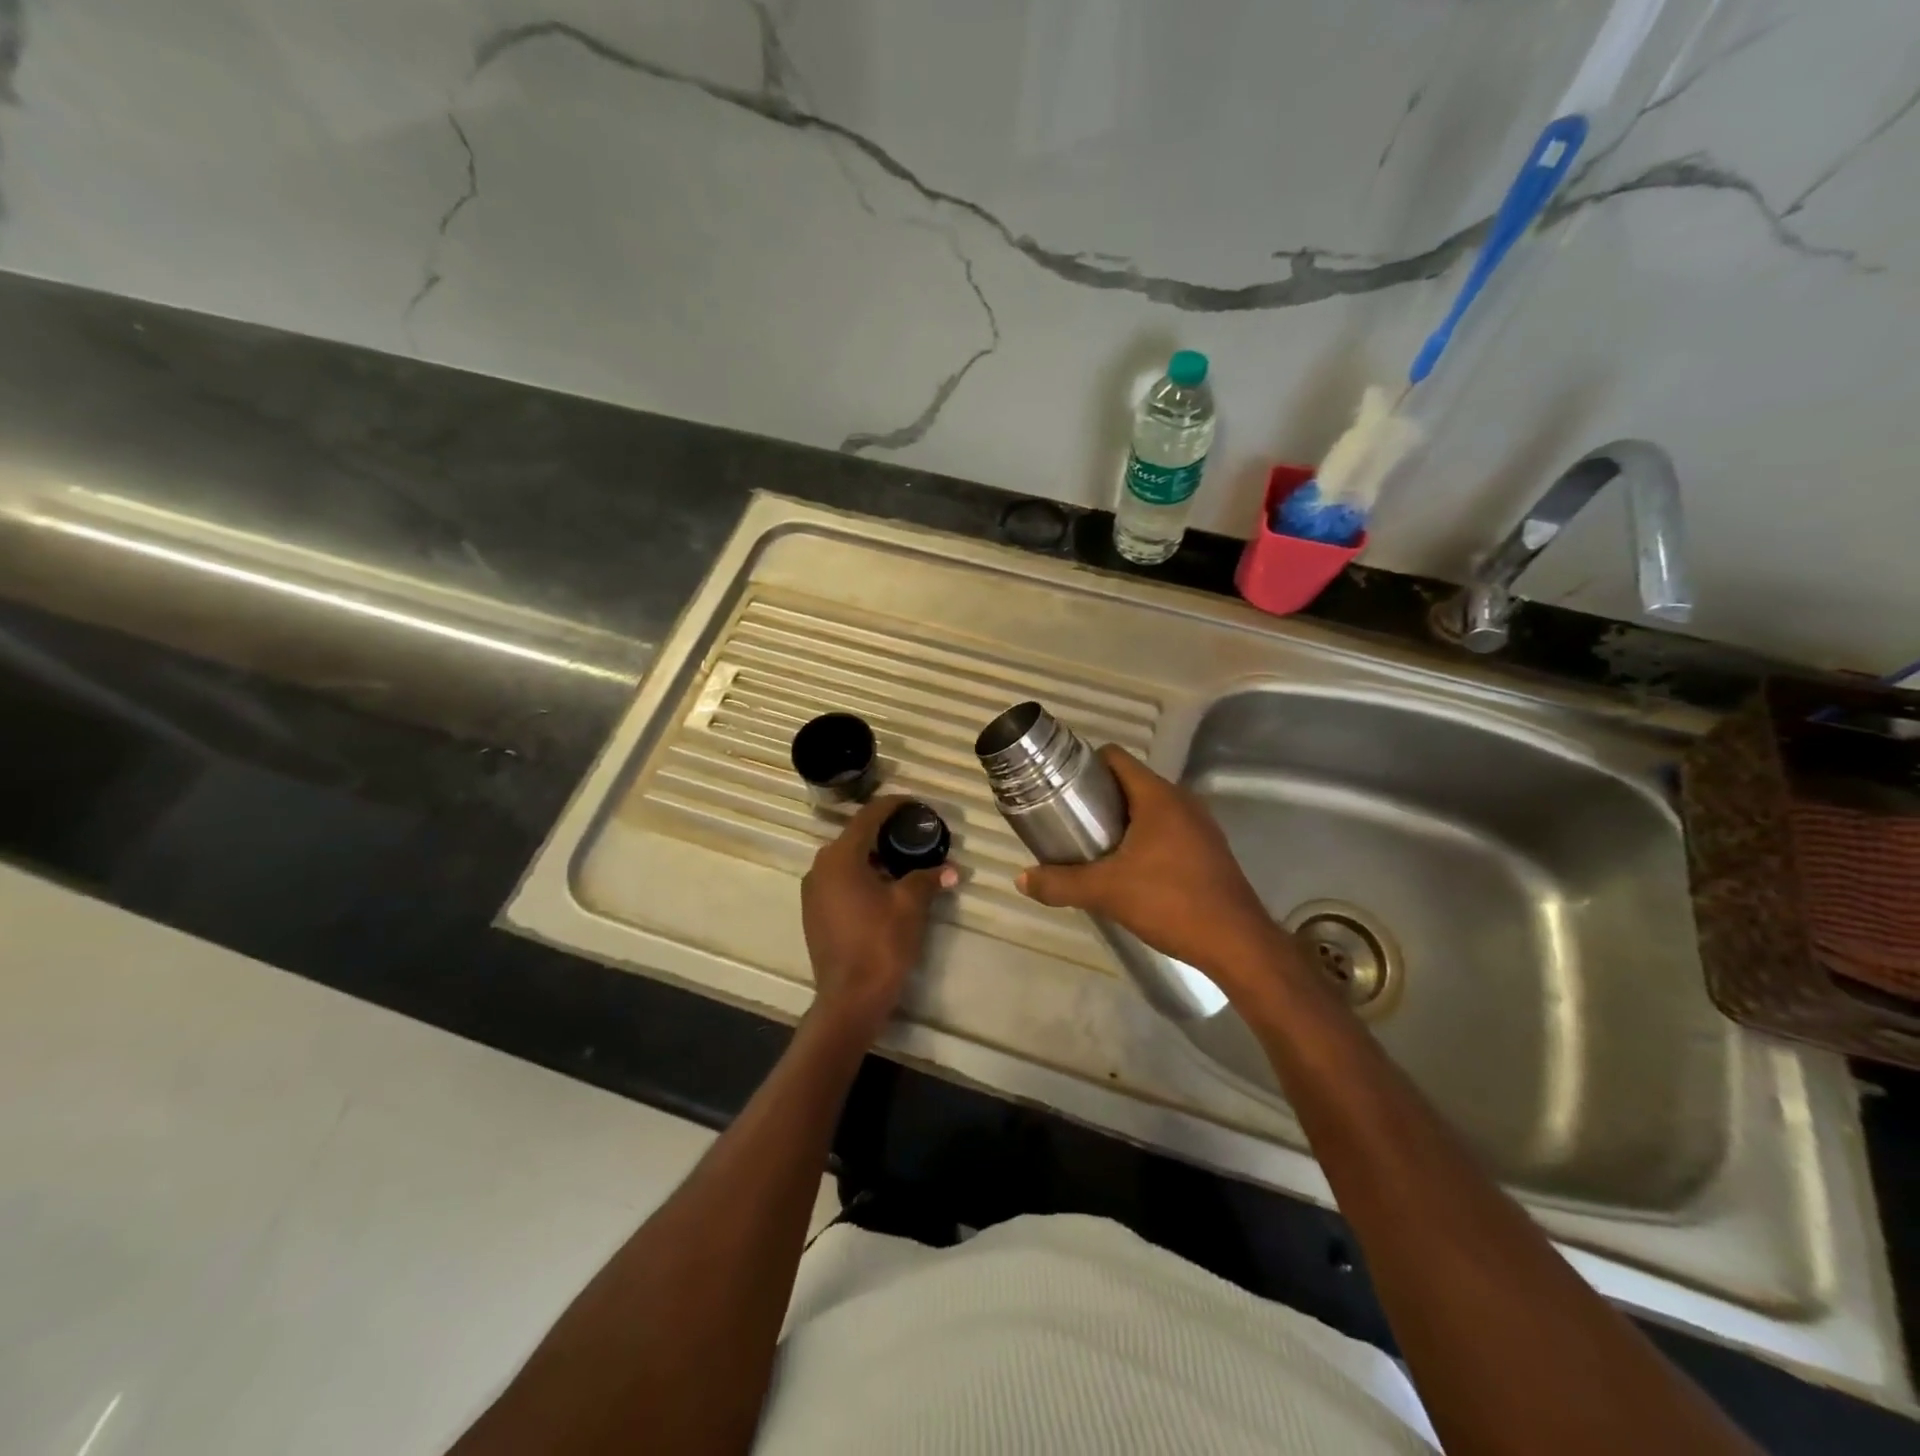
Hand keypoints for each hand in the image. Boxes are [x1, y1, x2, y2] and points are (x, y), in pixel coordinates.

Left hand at [801, 795, 957, 1042]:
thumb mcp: (911, 906)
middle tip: (915, 833)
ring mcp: (813, 891)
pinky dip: (862, 874)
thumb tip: (951, 869)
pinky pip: (840, 879)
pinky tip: (885, 886)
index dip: (893, 805)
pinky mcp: (814, 912)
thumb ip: (928, 878)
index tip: (916, 804)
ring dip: (874, 855)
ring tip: (905, 859)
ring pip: (847, 859)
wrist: (850, 999)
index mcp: (840, 857)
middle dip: (885, 832)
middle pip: (855, 836)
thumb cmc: (881, 944)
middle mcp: (820, 867)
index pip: (868, 816)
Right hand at [1016, 745, 1290, 986]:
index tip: (1060, 786)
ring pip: (1150, 808)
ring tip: (1092, 845)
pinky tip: (1128, 868)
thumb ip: (1060, 883)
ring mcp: (1200, 825)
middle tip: (1069, 820)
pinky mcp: (1209, 850)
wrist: (1237, 943)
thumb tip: (1022, 880)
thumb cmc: (1170, 903)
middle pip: (1130, 783)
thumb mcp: (1106, 892)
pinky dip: (1144, 838)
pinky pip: (1168, 829)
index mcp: (1158, 797)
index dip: (1084, 765)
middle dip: (1098, 797)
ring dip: (1121, 820)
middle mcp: (1182, 801)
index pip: (1116, 758)